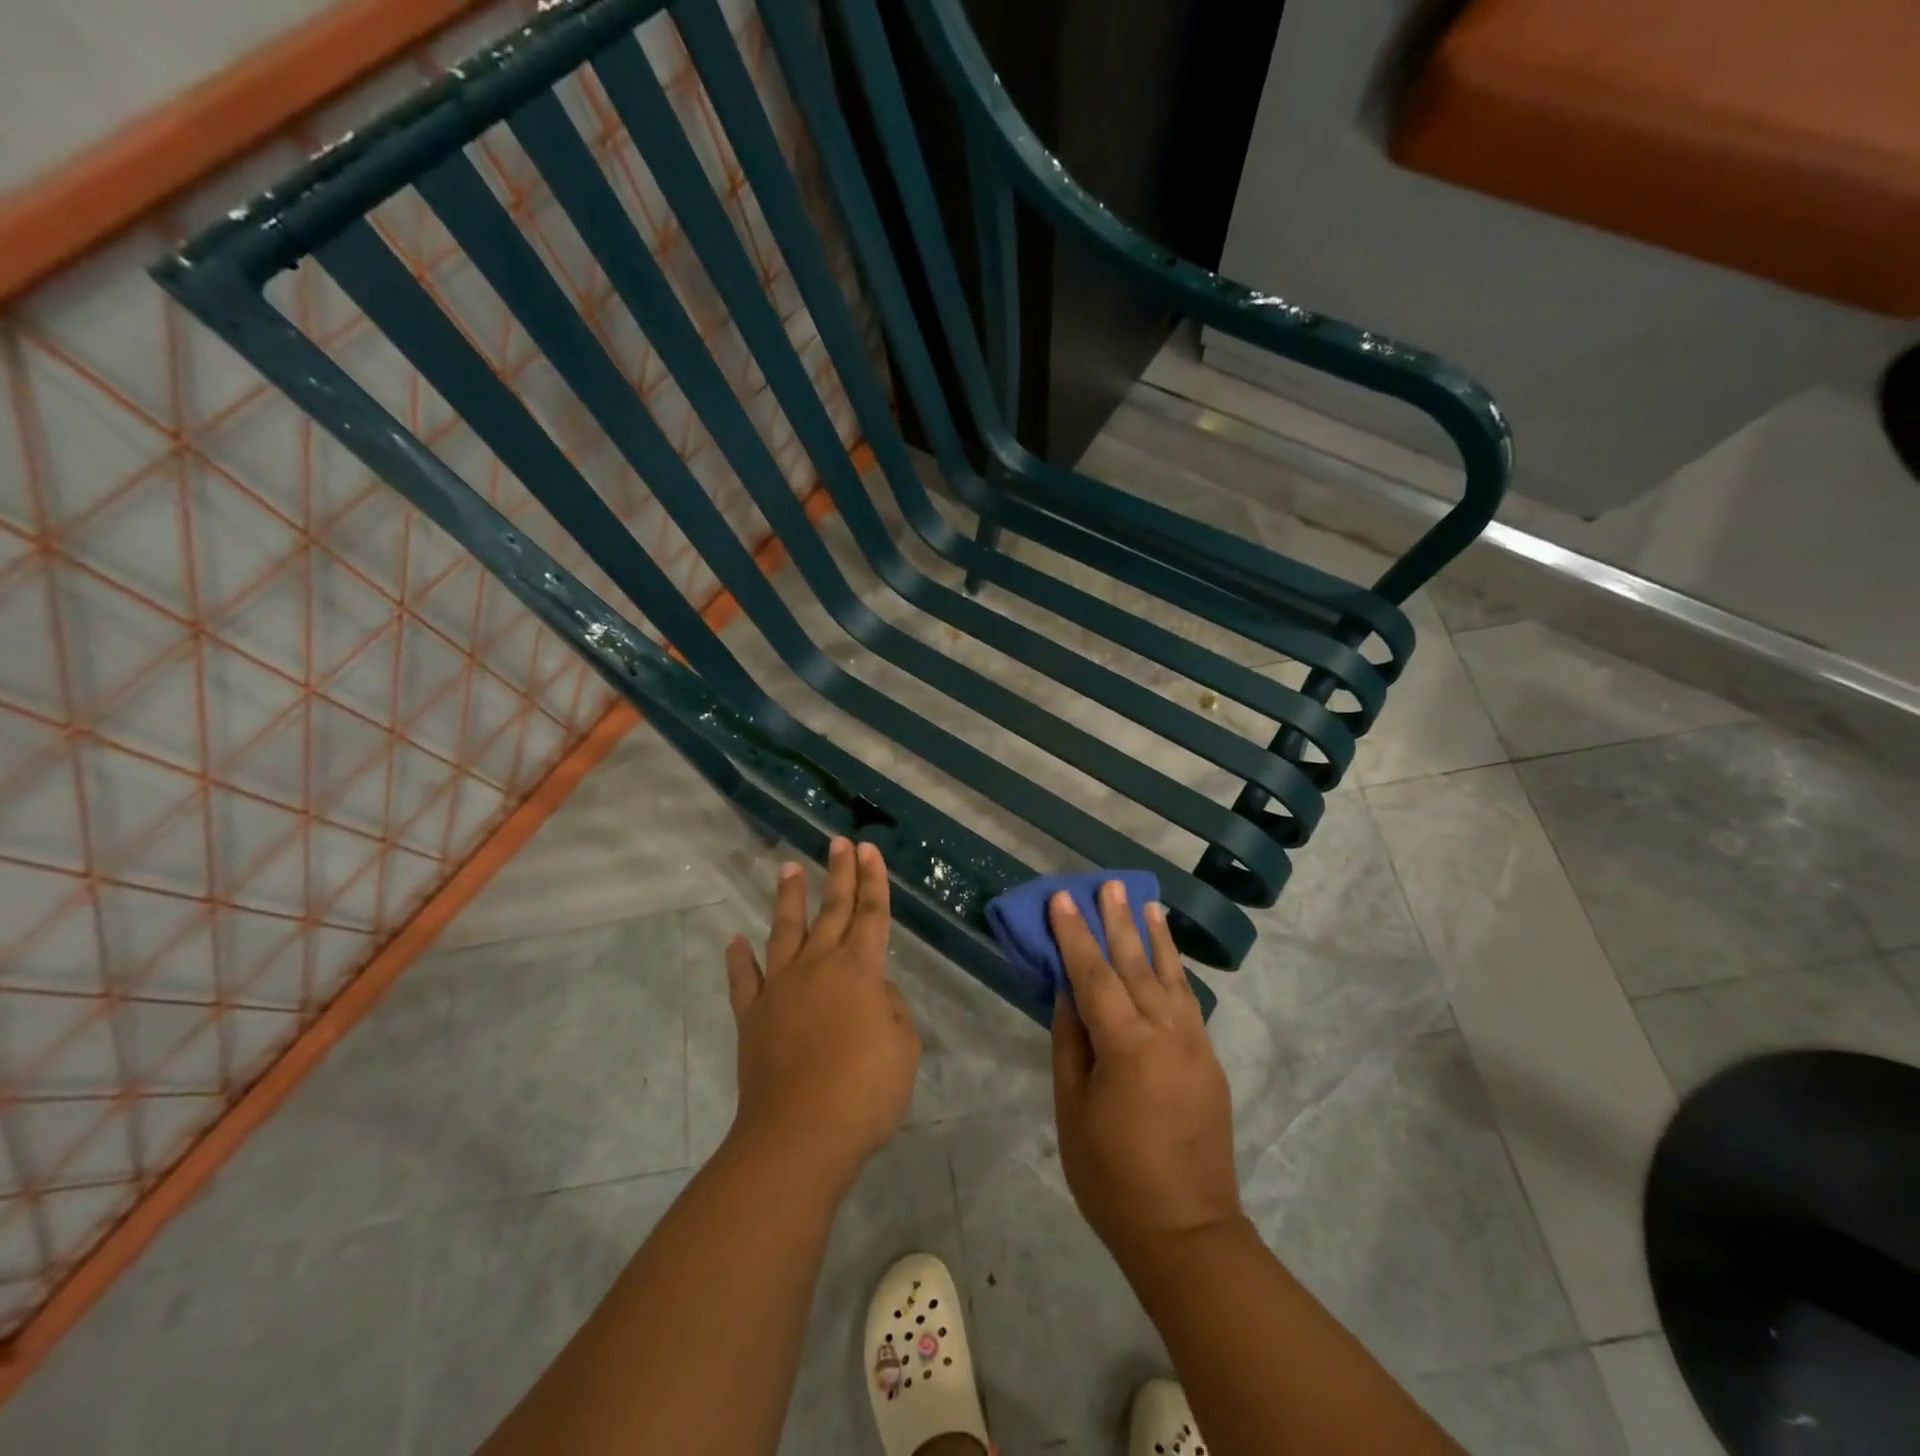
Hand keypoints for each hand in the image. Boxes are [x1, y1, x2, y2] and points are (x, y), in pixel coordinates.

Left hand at [724, 837, 919, 1194]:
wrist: (799, 1136)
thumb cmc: (864, 1092)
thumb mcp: (904, 1047)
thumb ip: (891, 1008)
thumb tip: (871, 991)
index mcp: (860, 970)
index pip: (871, 914)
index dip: (873, 881)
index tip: (869, 849)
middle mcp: (819, 967)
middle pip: (832, 910)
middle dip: (839, 874)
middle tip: (839, 842)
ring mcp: (780, 989)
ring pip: (785, 931)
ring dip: (789, 898)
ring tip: (788, 867)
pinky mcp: (753, 1016)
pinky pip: (744, 980)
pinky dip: (738, 959)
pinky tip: (734, 940)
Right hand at [1050, 881, 1242, 1260]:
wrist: (1186, 1231)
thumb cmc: (1111, 1176)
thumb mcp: (1073, 1108)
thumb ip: (1071, 1041)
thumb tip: (1069, 991)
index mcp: (1126, 1045)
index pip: (1094, 975)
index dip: (1075, 935)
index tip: (1063, 898)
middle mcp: (1166, 1033)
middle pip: (1136, 964)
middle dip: (1118, 921)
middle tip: (1109, 883)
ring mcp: (1194, 1045)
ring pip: (1170, 977)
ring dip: (1155, 936)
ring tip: (1146, 901)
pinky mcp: (1209, 1060)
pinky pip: (1187, 1002)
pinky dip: (1176, 970)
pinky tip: (1168, 953)